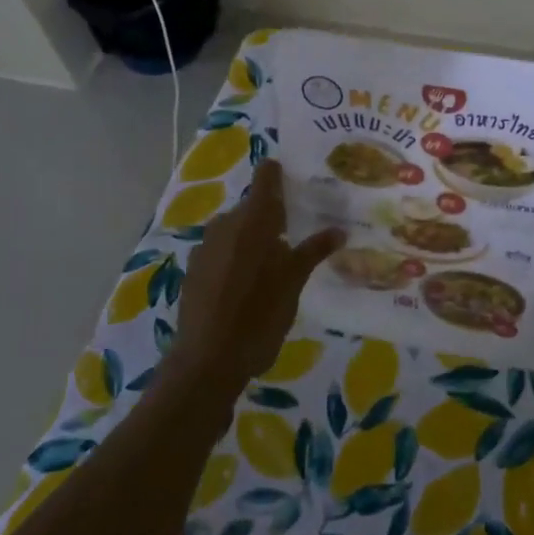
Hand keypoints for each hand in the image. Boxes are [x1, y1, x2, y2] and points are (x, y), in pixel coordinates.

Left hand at [168, 161, 343, 394]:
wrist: (207, 360)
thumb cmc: (259, 316)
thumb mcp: (293, 283)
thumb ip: (313, 251)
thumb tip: (339, 230)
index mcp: (253, 219)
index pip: (265, 177)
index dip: (279, 173)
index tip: (297, 180)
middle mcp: (225, 224)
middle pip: (252, 206)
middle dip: (273, 215)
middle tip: (297, 232)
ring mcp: (205, 247)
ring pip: (236, 230)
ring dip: (254, 238)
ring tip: (276, 261)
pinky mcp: (194, 270)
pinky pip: (222, 251)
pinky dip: (237, 257)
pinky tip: (249, 284)